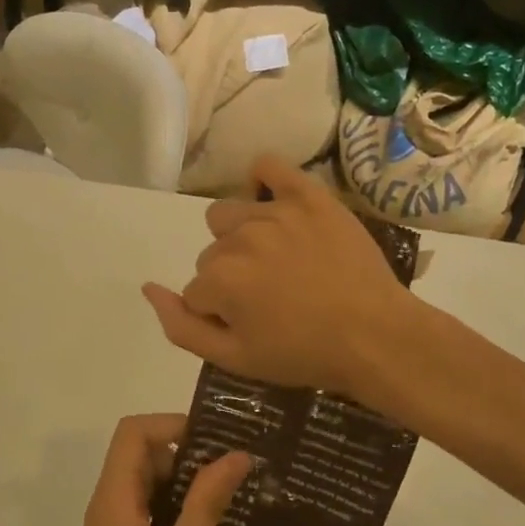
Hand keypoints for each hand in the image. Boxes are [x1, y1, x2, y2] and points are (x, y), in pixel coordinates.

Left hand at [62, 414, 249, 525]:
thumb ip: (208, 499)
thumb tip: (237, 454)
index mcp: (114, 497)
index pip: (133, 432)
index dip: (172, 425)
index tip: (215, 442)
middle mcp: (107, 505)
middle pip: (140, 454)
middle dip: (184, 454)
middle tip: (231, 471)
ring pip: (146, 484)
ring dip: (183, 484)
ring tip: (229, 497)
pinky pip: (147, 512)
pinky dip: (176, 509)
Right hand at [143, 155, 418, 396]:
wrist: (376, 336)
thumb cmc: (303, 355)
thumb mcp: (234, 359)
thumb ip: (181, 327)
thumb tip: (148, 287)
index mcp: (219, 278)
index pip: (196, 290)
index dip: (220, 312)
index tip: (254, 324)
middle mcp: (240, 237)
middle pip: (211, 252)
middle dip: (231, 276)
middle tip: (272, 298)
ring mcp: (275, 211)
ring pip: (231, 215)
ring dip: (243, 237)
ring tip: (280, 260)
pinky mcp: (309, 196)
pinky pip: (270, 166)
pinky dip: (265, 181)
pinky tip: (278, 204)